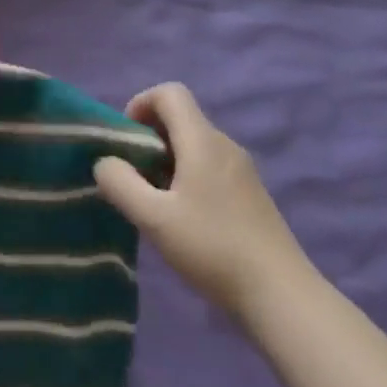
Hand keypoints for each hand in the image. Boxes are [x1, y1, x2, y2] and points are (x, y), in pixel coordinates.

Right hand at [94, 82, 314, 316]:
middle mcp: (224, 145)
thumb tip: (105, 162)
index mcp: (202, 140)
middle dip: (150, 137)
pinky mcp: (251, 194)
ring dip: (168, 159)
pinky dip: (188, 176)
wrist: (281, 295)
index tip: (126, 139)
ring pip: (196, 144)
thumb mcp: (154, 219)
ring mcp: (242, 170)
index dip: (141, 103)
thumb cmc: (212, 248)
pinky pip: (211, 166)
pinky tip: (184, 218)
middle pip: (182, 118)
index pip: (170, 92)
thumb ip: (120, 183)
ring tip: (155, 201)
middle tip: (133, 175)